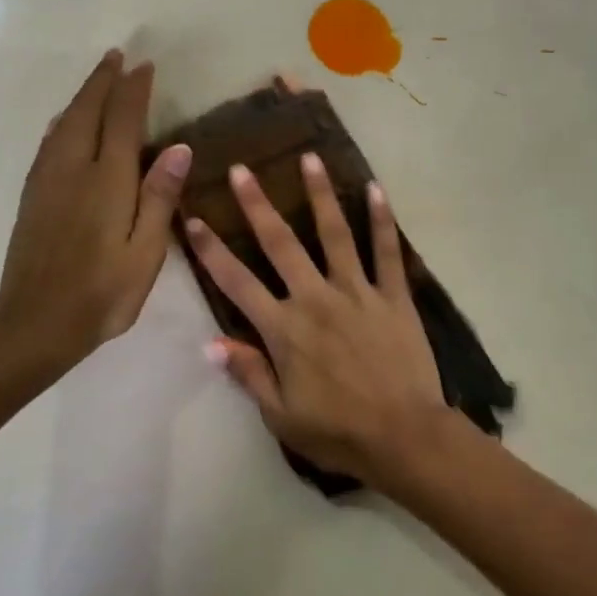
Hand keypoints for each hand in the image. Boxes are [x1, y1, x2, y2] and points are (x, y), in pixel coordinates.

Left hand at [0, 49, 190, 376]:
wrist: (36, 325)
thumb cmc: (103, 293)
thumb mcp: (145, 252)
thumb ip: (159, 197)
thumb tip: (178, 147)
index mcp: (106, 181)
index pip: (122, 121)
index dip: (134, 90)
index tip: (144, 65)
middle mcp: (72, 170)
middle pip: (86, 112)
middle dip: (102, 81)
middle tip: (117, 55)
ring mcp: (47, 182)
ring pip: (62, 124)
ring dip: (81, 96)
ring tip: (95, 79)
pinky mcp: (32, 197)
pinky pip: (48, 143)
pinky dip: (61, 121)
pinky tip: (63, 123)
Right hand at [185, 153, 450, 486]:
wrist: (404, 436)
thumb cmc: (338, 432)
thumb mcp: (281, 414)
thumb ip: (248, 373)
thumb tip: (208, 342)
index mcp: (284, 329)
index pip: (237, 283)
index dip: (211, 251)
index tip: (192, 219)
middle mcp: (315, 299)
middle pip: (280, 244)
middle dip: (257, 205)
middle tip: (242, 170)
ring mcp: (357, 292)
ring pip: (335, 234)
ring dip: (320, 195)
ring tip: (310, 158)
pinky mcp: (393, 295)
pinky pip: (387, 251)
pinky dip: (382, 220)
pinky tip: (376, 189)